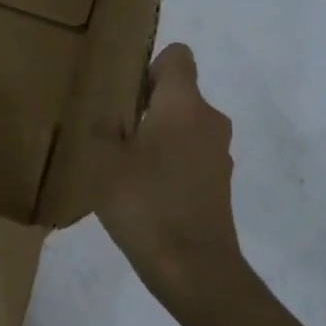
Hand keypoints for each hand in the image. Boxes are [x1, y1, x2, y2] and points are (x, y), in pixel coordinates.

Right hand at [95, 43, 245, 322]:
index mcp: (183, 104)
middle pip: (180, 93)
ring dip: (160, 136)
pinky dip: (172, 163)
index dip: (151, 66)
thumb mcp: (104, 160)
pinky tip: (147, 192)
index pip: (178, 57)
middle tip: (116, 133)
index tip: (127, 94)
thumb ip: (105, 128)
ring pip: (186, 126)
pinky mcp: (221, 183)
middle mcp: (209, 120)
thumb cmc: (144, 203)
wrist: (194, 269)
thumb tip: (114, 118)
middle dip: (149, 105)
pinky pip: (192, 155)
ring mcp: (220, 154)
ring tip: (128, 167)